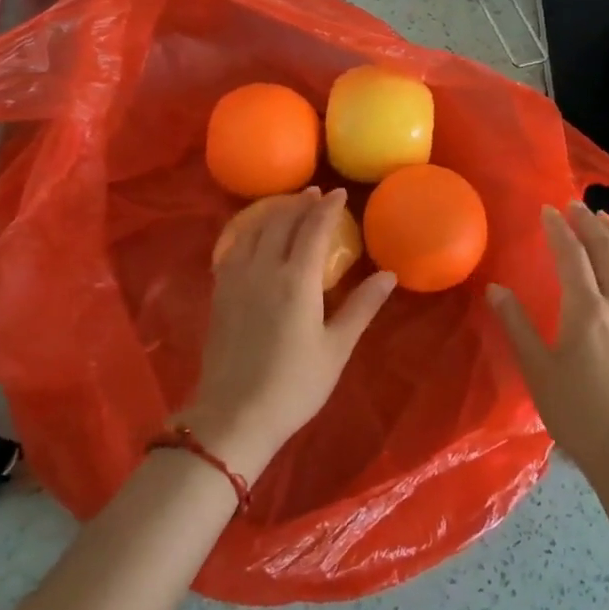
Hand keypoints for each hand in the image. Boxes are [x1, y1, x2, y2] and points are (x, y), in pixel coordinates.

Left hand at [179, 188, 396, 480]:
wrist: (234, 415)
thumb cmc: (294, 385)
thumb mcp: (336, 348)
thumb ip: (361, 307)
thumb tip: (389, 275)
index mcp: (296, 280)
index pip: (313, 228)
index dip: (327, 207)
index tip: (338, 194)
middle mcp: (263, 269)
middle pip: (281, 221)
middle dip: (299, 203)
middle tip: (315, 193)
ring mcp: (235, 279)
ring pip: (253, 230)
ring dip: (272, 212)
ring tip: (287, 206)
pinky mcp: (219, 293)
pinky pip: (233, 247)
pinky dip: (247, 231)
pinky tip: (253, 235)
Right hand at [488, 203, 608, 491]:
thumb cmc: (581, 417)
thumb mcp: (538, 373)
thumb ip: (517, 326)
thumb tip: (496, 290)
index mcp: (588, 311)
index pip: (572, 256)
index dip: (559, 230)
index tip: (548, 210)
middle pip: (608, 251)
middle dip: (590, 224)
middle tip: (576, 205)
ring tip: (606, 221)